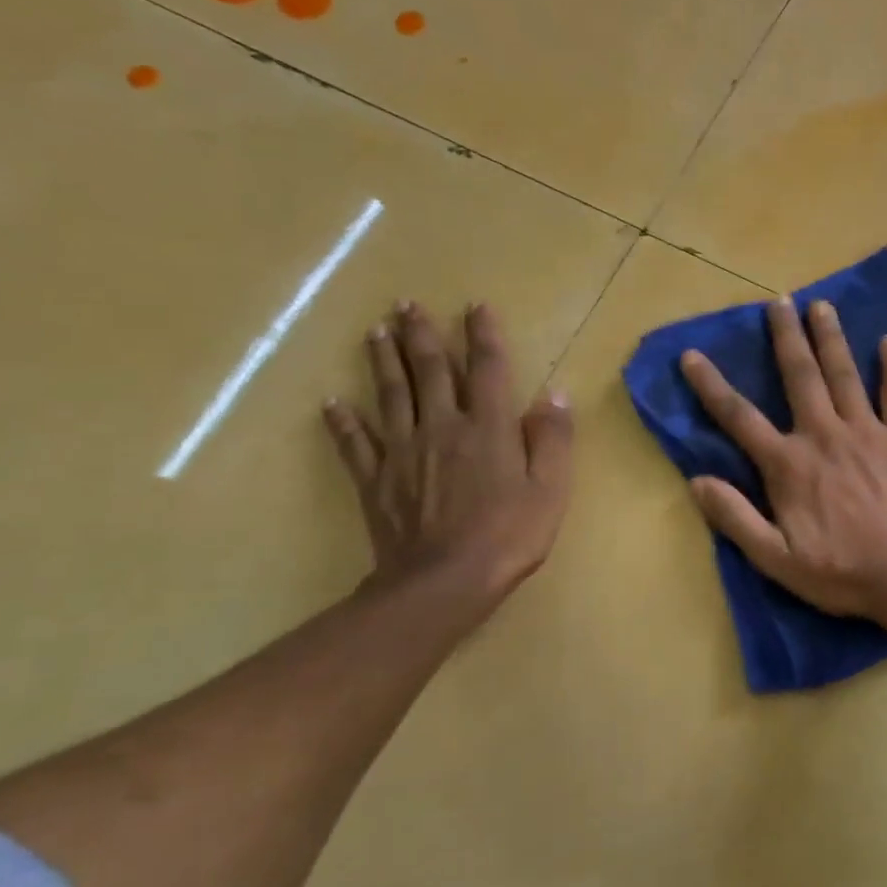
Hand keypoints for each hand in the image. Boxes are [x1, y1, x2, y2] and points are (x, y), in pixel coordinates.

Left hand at [324, 302, 572, 619]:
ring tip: (375, 331)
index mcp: (488, 428)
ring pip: (390, 395)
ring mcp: (403, 452)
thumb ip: (552, 439)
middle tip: (407, 304)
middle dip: (421, 335)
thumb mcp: (550, 489)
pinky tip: (332, 403)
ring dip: (383, 361)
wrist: (444, 582)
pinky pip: (356, 443)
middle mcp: (443, 427)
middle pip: (430, 371)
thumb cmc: (508, 535)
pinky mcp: (377, 480)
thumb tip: (555, 394)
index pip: (487, 369)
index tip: (475, 305)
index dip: (483, 335)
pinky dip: (343, 421)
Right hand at [679, 296, 886, 619]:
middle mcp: (824, 435)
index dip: (711, 386)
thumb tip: (697, 480)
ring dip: (831, 338)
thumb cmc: (841, 572)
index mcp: (789, 464)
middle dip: (786, 336)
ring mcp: (868, 432)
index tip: (693, 355)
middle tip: (779, 301)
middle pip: (800, 376)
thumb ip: (735, 518)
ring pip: (845, 374)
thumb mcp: (775, 558)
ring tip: (822, 305)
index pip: (740, 417)